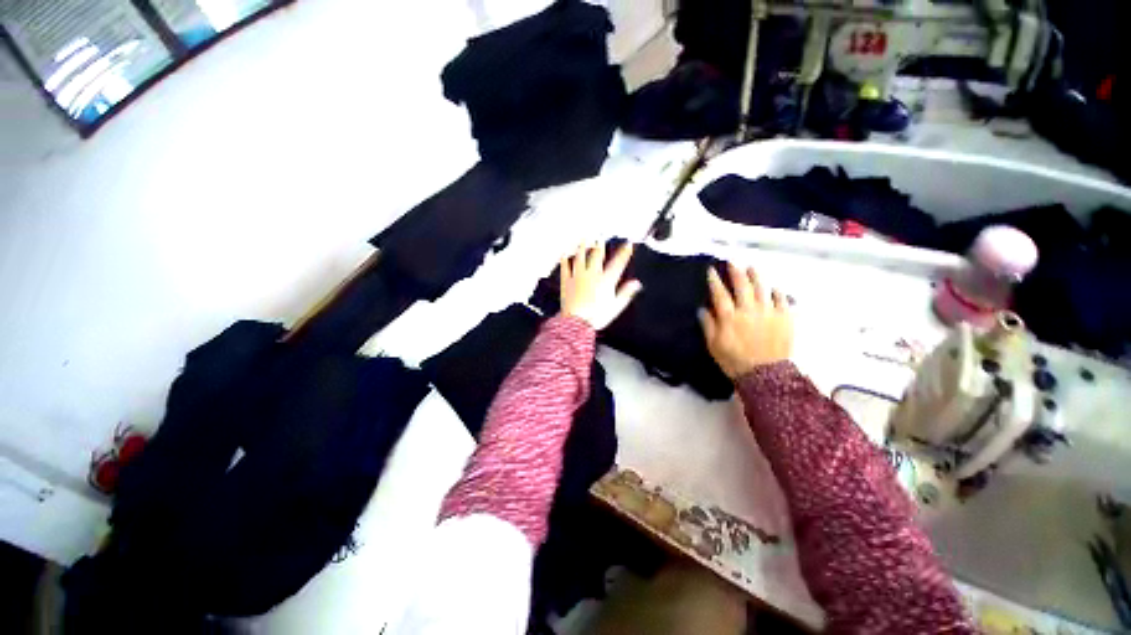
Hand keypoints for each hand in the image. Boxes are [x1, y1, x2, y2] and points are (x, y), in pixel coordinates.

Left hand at [560, 242, 641, 329]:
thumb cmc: (596, 316)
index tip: (628, 244)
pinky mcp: (567, 281)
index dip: (624, 252)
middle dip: (600, 245)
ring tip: (585, 239)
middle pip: (597, 255)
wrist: (577, 322)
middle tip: (601, 237)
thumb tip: (636, 284)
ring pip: (581, 257)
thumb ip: (626, 293)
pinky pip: (565, 267)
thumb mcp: (616, 306)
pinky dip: (565, 259)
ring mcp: (578, 276)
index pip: (618, 263)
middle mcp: (592, 274)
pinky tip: (565, 254)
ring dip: (583, 246)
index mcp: (606, 281)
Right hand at [699, 263, 792, 378]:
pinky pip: (782, 300)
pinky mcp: (785, 318)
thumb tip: (703, 308)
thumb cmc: (734, 361)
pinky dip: (777, 292)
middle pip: (742, 285)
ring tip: (751, 268)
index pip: (720, 293)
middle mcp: (749, 310)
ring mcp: (769, 312)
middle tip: (732, 263)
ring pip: (762, 288)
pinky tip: (773, 288)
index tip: (712, 270)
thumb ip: (708, 325)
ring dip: (756, 276)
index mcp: (730, 317)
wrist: (765, 376)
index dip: (715, 280)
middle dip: (735, 272)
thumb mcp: (713, 345)